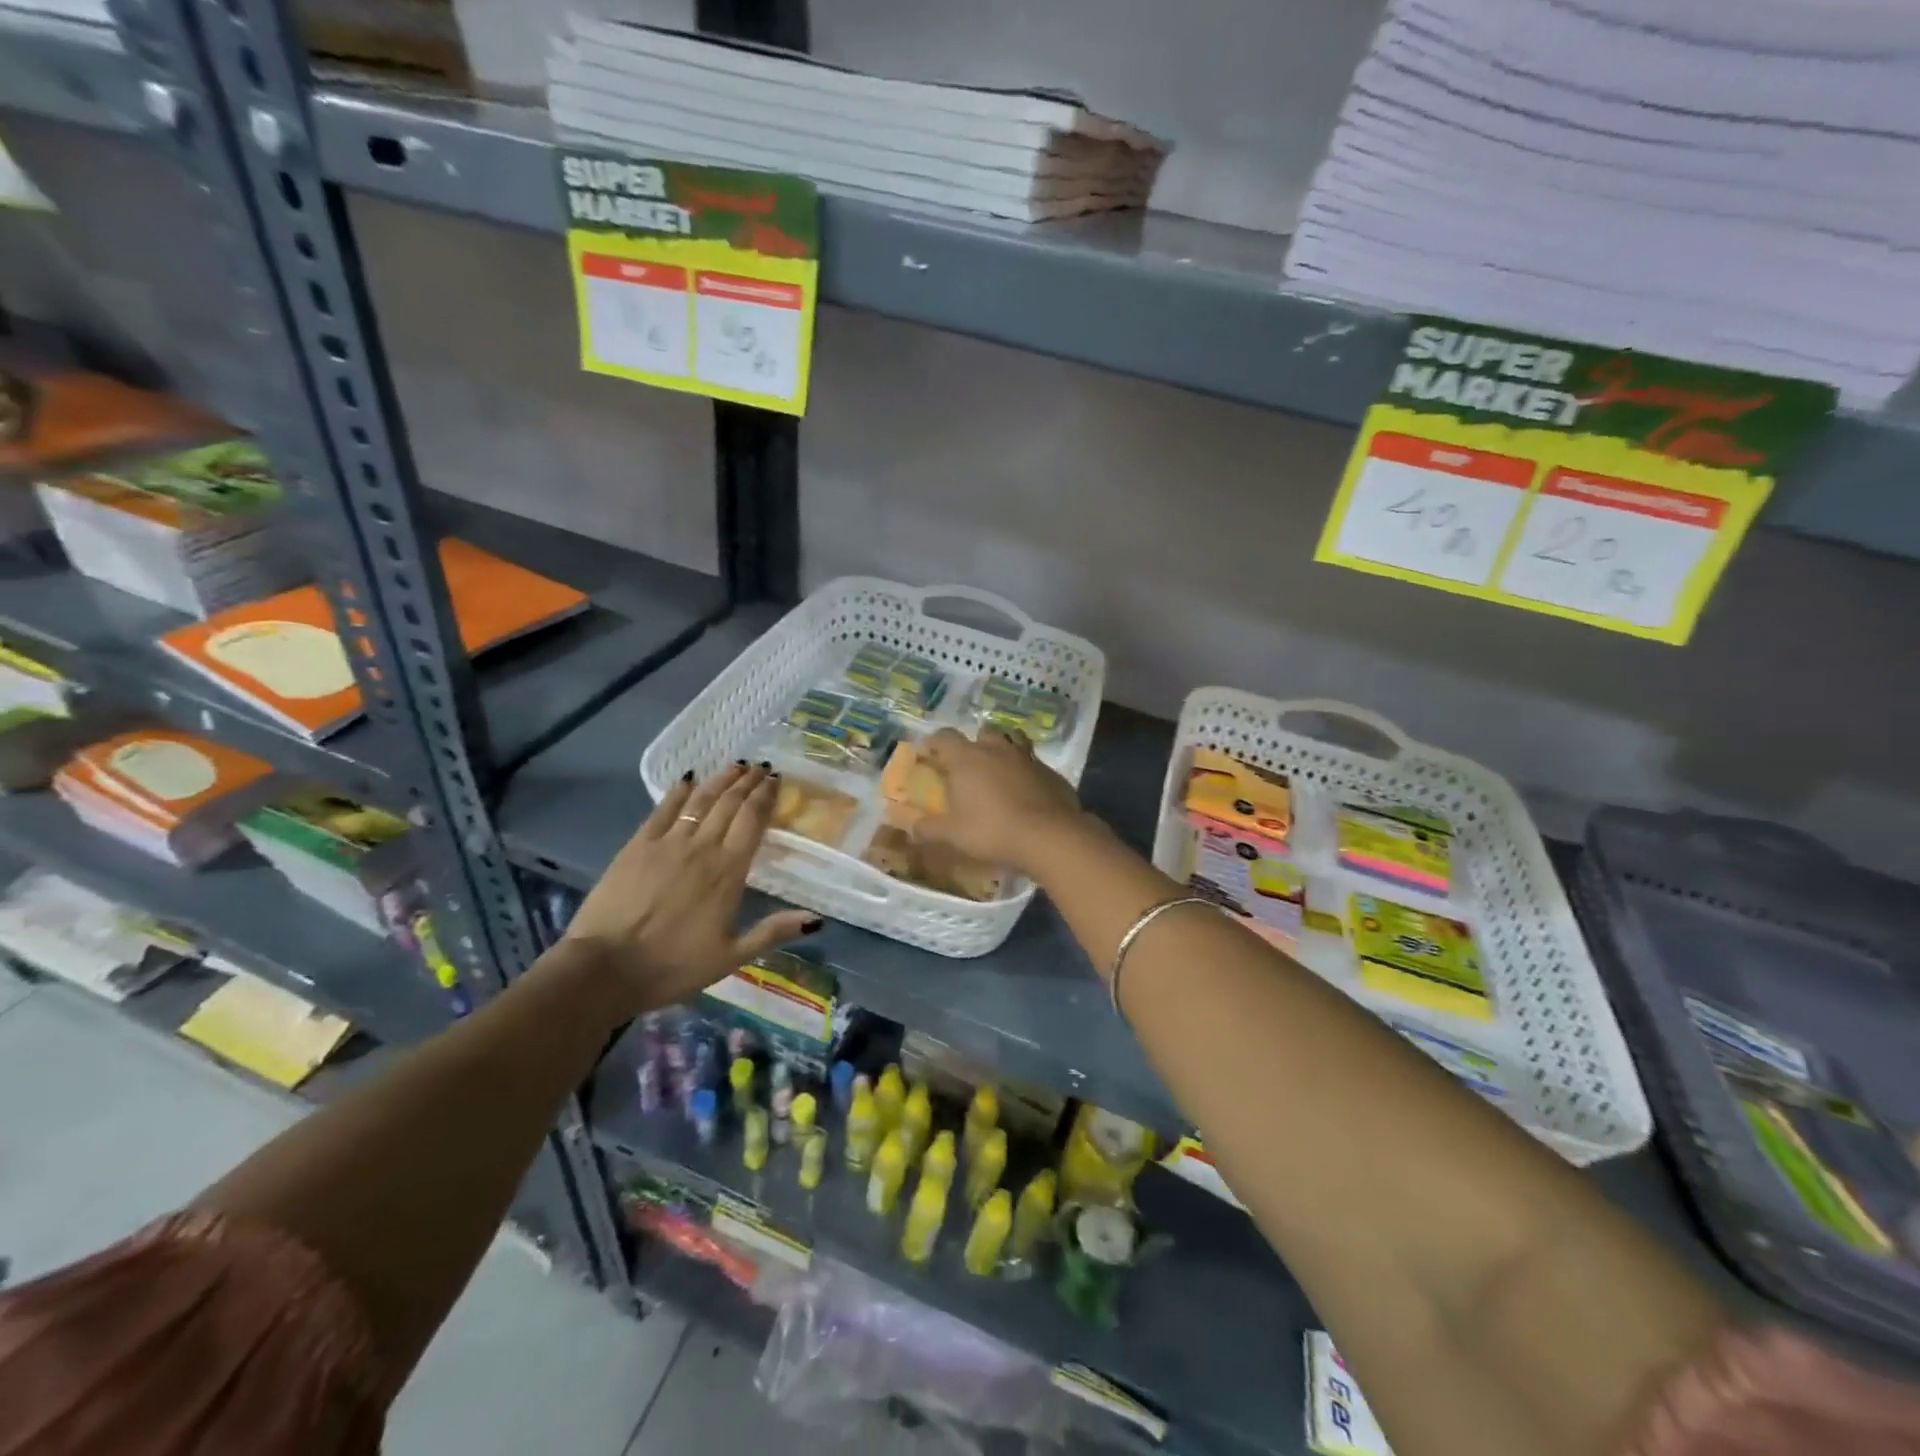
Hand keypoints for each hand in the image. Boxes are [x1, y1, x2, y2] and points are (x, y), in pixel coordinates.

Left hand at [561, 764, 819, 1015]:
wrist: (606, 968)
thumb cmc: (673, 966)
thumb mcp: (731, 956)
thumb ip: (773, 932)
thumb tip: (816, 918)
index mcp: (729, 871)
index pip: (753, 821)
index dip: (766, 796)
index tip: (776, 780)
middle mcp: (703, 847)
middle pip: (730, 804)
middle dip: (748, 782)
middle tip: (760, 767)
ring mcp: (667, 842)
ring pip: (701, 800)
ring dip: (720, 780)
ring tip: (734, 766)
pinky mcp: (637, 845)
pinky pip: (663, 809)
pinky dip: (678, 792)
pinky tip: (688, 779)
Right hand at [913, 728, 1084, 875]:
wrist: (1049, 836)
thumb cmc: (992, 831)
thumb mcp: (952, 835)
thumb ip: (928, 829)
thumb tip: (910, 827)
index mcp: (967, 758)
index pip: (944, 737)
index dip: (933, 744)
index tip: (928, 756)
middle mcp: (996, 749)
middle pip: (981, 733)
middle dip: (973, 745)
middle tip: (967, 766)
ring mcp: (1027, 757)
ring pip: (1012, 740)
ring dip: (1002, 750)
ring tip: (998, 770)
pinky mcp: (1050, 772)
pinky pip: (1033, 763)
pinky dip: (1026, 771)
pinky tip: (1025, 790)